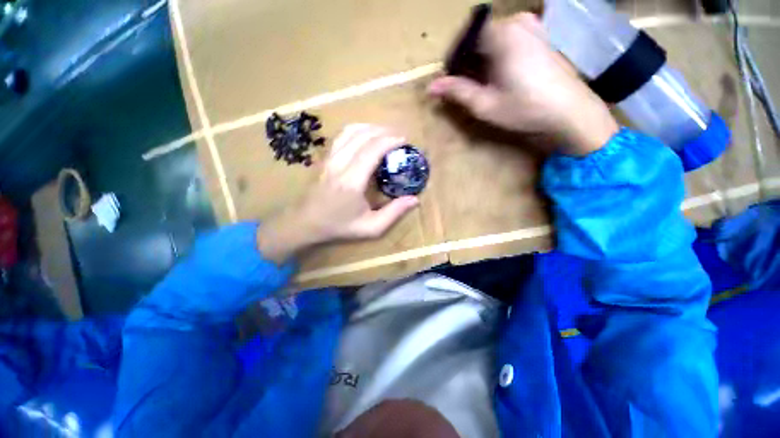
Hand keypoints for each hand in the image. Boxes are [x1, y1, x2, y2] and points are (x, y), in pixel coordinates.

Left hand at [257, 124, 419, 262]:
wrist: (307, 222)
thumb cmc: (340, 226)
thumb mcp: (371, 227)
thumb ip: (394, 213)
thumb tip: (415, 200)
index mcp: (352, 181)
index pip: (372, 150)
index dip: (390, 141)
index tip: (405, 141)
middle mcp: (340, 164)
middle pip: (363, 135)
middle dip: (384, 131)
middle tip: (400, 137)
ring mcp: (330, 158)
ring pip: (351, 131)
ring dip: (371, 128)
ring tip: (386, 133)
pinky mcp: (326, 158)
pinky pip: (342, 135)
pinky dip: (357, 129)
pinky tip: (366, 135)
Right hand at [429, 13, 617, 155]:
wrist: (569, 111)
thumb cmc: (524, 108)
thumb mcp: (485, 104)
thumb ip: (457, 91)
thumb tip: (430, 87)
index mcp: (502, 35)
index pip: (464, 37)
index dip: (453, 58)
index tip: (449, 80)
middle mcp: (516, 21)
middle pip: (478, 36)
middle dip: (467, 60)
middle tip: (464, 85)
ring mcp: (531, 25)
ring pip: (492, 38)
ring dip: (481, 58)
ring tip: (481, 83)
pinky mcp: (539, 34)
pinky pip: (507, 38)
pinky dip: (496, 54)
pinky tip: (500, 75)